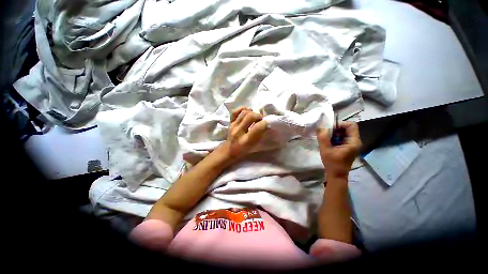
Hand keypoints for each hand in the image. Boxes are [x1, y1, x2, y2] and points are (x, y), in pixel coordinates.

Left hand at [217, 107, 267, 162]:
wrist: (229, 151)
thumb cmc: (243, 151)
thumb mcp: (253, 147)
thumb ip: (259, 136)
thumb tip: (266, 125)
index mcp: (245, 141)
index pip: (257, 127)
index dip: (265, 123)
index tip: (268, 122)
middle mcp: (238, 132)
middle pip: (250, 116)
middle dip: (259, 115)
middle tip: (262, 119)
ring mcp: (233, 126)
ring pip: (244, 112)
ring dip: (252, 112)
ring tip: (256, 116)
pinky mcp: (230, 123)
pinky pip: (235, 112)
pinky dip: (242, 109)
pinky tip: (248, 110)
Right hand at [317, 122, 361, 178]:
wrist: (336, 175)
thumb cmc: (332, 163)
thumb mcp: (325, 149)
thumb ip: (322, 137)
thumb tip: (320, 126)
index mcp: (353, 142)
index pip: (351, 125)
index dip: (340, 124)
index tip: (329, 129)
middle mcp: (355, 141)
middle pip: (347, 128)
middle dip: (335, 129)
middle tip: (326, 133)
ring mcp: (352, 144)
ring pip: (344, 132)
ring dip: (334, 133)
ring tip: (326, 138)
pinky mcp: (348, 147)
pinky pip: (342, 137)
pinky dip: (334, 137)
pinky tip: (328, 142)